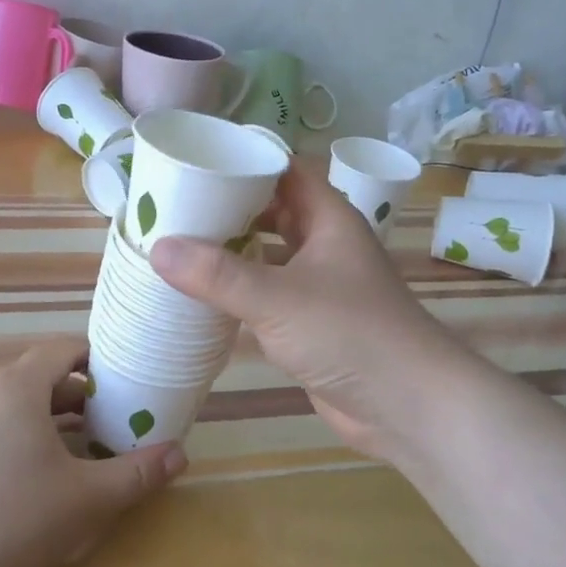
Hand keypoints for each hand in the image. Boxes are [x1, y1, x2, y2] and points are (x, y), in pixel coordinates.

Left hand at [0, 339, 186, 566]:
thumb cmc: (14, 528)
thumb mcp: (88, 502)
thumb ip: (138, 473)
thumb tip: (181, 454)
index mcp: (15, 388)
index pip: (58, 350)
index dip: (89, 358)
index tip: (109, 379)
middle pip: (25, 376)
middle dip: (60, 394)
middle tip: (87, 422)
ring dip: (17, 410)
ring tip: (37, 443)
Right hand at [150, 163, 472, 464]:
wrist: (408, 406)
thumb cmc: (349, 334)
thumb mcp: (277, 298)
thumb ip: (217, 274)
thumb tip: (157, 247)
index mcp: (328, 219)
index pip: (285, 170)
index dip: (247, 160)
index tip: (197, 160)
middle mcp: (325, 245)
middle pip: (274, 211)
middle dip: (230, 206)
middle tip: (176, 204)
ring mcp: (320, 286)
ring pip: (270, 254)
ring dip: (233, 250)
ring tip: (179, 244)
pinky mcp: (311, 323)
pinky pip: (269, 294)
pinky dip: (240, 291)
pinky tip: (204, 295)